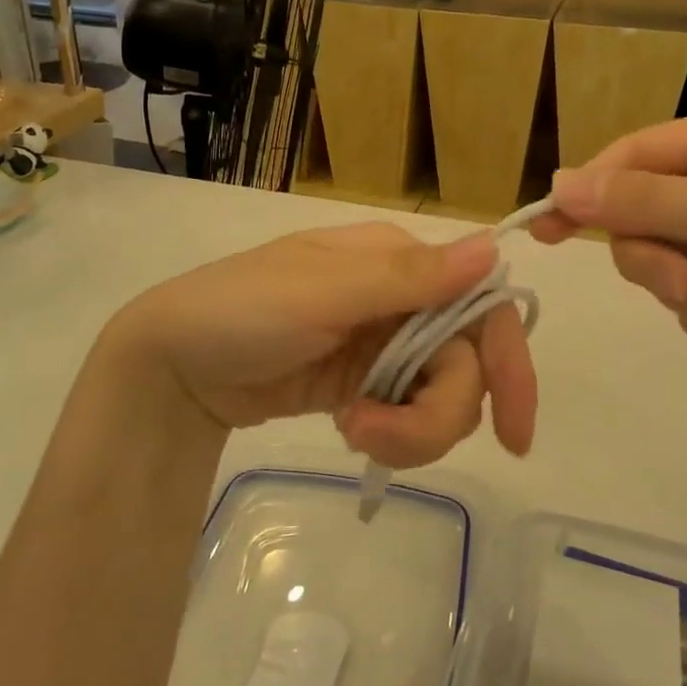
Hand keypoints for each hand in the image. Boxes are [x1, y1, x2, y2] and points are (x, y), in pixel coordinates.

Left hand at [105, 223, 537, 466]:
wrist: (173, 367)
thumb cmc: (242, 310)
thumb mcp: (323, 292)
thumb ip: (409, 278)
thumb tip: (494, 247)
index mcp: (397, 261)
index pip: (479, 304)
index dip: (508, 362)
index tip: (514, 433)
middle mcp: (401, 299)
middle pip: (464, 362)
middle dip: (437, 413)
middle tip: (377, 438)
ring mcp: (382, 345)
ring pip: (440, 395)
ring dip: (409, 430)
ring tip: (352, 432)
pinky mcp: (364, 385)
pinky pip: (406, 414)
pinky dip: (390, 434)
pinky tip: (348, 428)